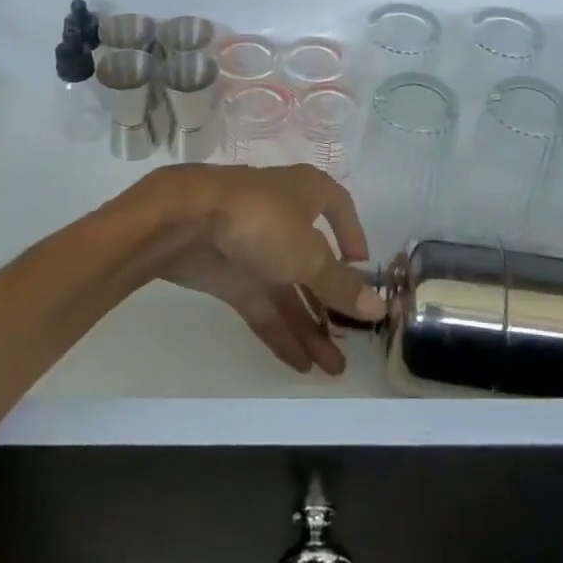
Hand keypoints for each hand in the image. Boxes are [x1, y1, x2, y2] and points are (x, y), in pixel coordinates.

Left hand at [142, 165, 380, 375]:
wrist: (183, 222)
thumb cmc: (261, 221)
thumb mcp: (309, 254)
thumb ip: (340, 285)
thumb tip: (378, 307)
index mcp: (307, 194)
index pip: (338, 208)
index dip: (352, 235)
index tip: (362, 267)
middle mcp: (284, 217)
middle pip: (314, 262)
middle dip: (332, 303)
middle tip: (353, 341)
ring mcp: (255, 248)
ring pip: (289, 290)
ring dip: (310, 327)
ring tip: (333, 368)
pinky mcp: (230, 276)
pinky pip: (262, 307)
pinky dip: (280, 332)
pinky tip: (300, 364)